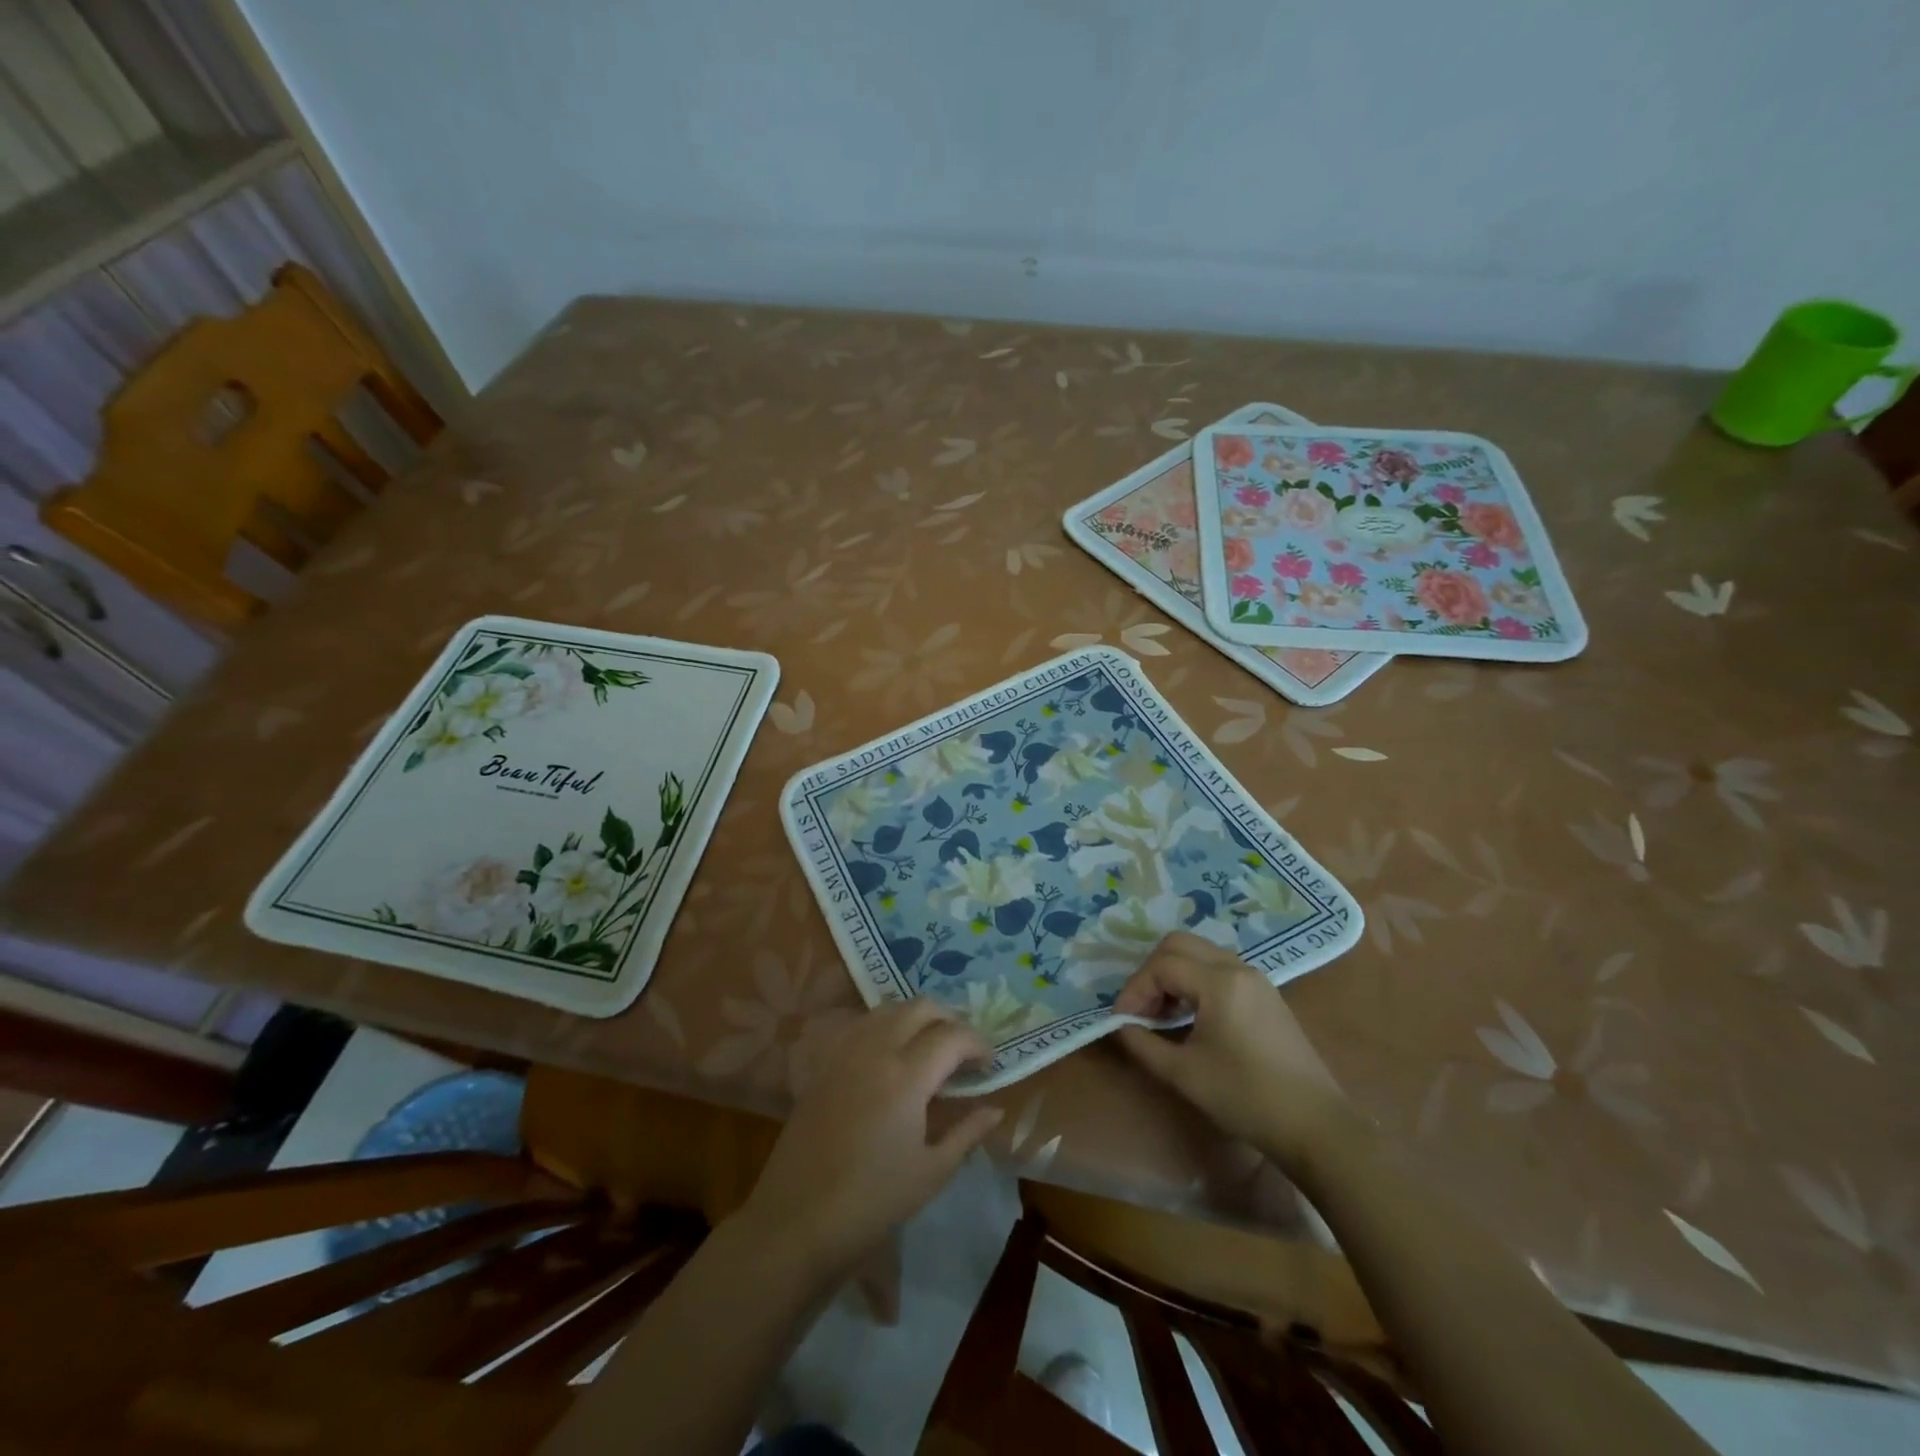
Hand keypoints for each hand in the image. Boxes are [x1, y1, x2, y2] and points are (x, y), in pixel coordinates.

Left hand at [739, 1000, 1002, 1274]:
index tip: (989, 1065)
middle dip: (950, 1020)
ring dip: (916, 1018)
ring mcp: (845, 1052)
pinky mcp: (824, 1063)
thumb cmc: (872, 1203)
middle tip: (962, 1051)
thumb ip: (967, 1133)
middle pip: (920, 1007)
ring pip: (888, 1009)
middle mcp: (876, 1050)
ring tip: (930, 1047)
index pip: (952, 1036)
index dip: (978, 1044)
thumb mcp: (931, 1173)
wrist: (796, 1221)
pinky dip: (885, 1026)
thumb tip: (995, 1109)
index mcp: (907, 1076)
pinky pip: (861, 1024)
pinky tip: (890, 1054)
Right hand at [1114, 931, 1355, 1164]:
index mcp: (1219, 982)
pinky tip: (1189, 1016)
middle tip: (1140, 1010)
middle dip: (1151, 973)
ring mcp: (1256, 978)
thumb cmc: (1247, 1098)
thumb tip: (1119, 1026)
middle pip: (1179, 944)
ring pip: (1199, 953)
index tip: (1122, 1021)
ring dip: (1173, 974)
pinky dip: (1194, 981)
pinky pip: (1218, 968)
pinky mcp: (1265, 994)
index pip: (1161, 966)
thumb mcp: (1184, 1074)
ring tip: (1160, 1014)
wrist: (1316, 1126)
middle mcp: (1238, 968)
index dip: (1134, 990)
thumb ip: (1143, 1044)